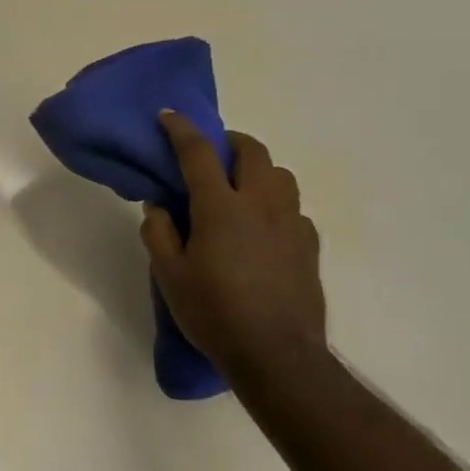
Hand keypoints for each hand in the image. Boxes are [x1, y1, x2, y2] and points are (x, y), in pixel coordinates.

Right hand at [142, 112, 327, 379]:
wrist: (276, 355)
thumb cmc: (214, 313)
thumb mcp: (170, 276)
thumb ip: (159, 234)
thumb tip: (159, 206)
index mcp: (221, 207)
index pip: (199, 153)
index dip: (181, 129)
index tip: (169, 116)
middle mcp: (261, 204)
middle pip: (252, 151)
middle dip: (229, 142)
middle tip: (211, 154)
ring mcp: (292, 223)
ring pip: (280, 175)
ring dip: (258, 170)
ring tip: (240, 189)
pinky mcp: (310, 245)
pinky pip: (294, 209)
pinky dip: (275, 205)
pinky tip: (263, 230)